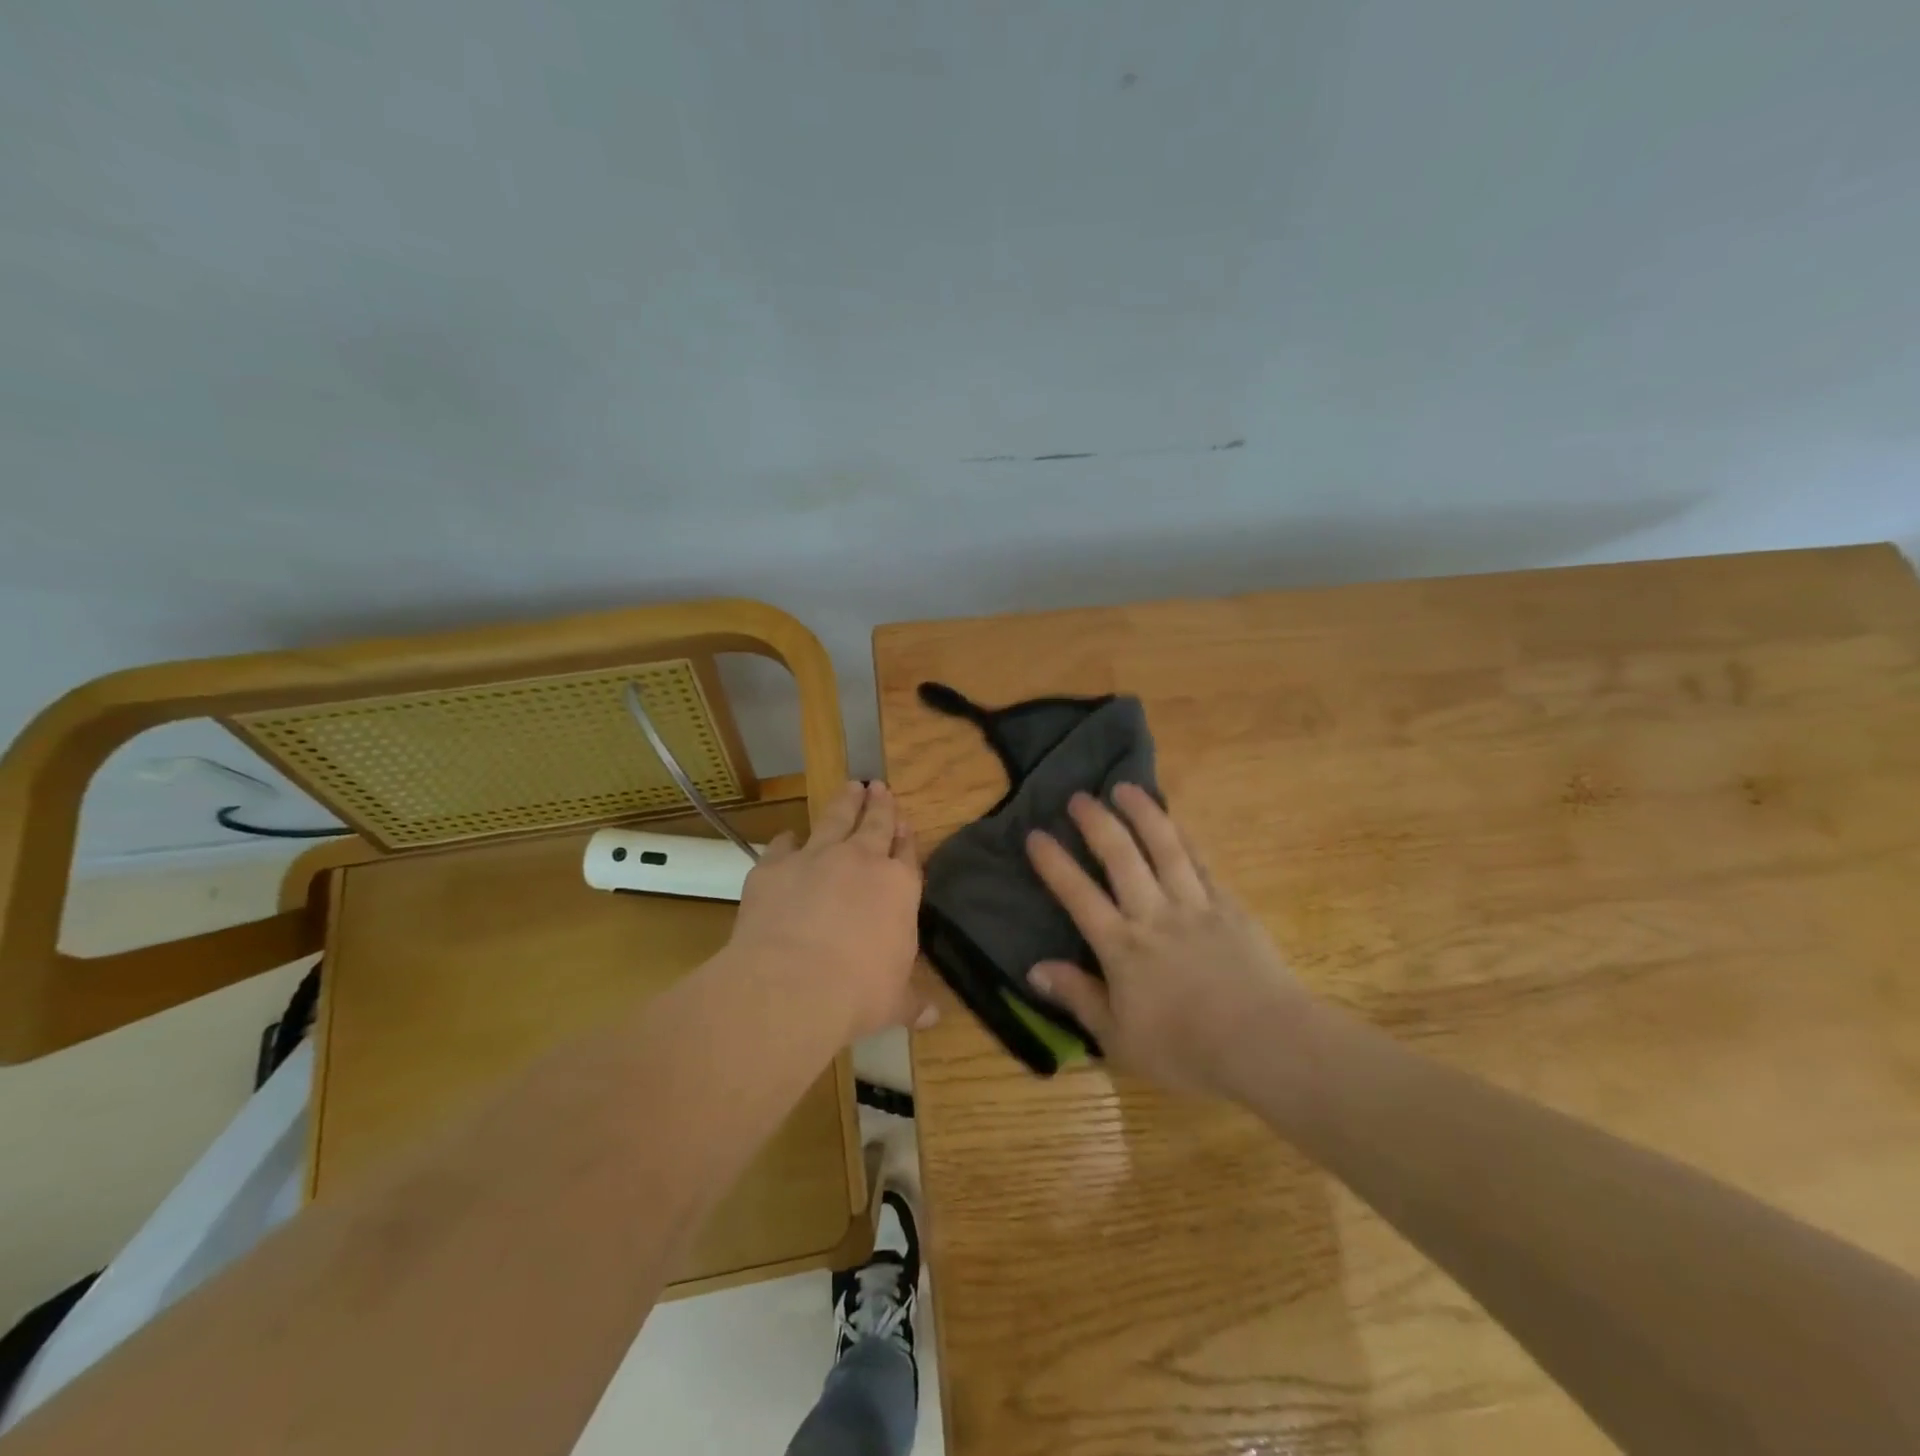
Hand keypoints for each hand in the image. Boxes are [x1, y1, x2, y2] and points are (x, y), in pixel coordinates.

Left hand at [727, 780, 933, 1039]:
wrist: (792, 984)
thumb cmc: (858, 993)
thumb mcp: (894, 1003)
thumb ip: (912, 1002)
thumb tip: (933, 1017)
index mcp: (898, 887)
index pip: (906, 854)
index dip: (905, 838)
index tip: (904, 823)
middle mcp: (861, 862)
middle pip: (874, 823)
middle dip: (879, 804)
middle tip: (879, 786)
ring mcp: (816, 858)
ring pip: (835, 819)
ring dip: (844, 803)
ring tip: (850, 787)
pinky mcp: (774, 867)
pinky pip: (784, 844)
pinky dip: (788, 839)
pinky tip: (789, 836)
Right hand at [1024, 785, 1311, 1099]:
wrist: (1265, 1044)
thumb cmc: (1186, 1050)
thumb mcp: (1119, 1039)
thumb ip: (1078, 998)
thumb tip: (1034, 969)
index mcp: (1122, 947)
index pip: (1078, 895)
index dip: (1054, 863)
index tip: (1035, 834)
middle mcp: (1153, 914)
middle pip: (1120, 857)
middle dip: (1096, 822)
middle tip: (1079, 796)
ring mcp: (1194, 905)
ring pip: (1164, 847)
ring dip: (1142, 814)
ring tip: (1125, 788)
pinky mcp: (1229, 907)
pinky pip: (1203, 863)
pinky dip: (1186, 838)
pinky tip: (1176, 823)